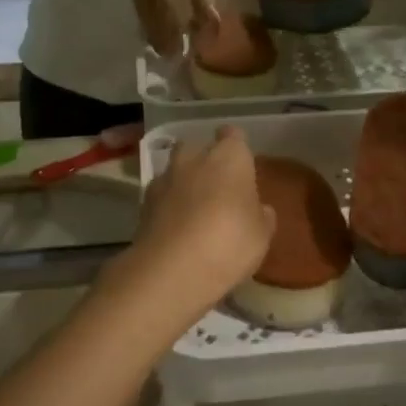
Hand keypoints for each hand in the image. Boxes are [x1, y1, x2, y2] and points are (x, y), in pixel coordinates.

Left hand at [105, 127, 274, 333]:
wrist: (172, 269)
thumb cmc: (230, 242)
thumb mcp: (261, 234)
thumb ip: (260, 215)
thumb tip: (258, 208)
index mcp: (230, 157)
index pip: (233, 136)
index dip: (237, 148)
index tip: (242, 165)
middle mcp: (194, 158)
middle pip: (198, 148)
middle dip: (205, 162)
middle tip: (218, 188)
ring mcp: (165, 178)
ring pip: (175, 170)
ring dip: (183, 183)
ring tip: (194, 210)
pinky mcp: (143, 203)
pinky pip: (160, 196)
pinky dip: (167, 205)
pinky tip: (176, 228)